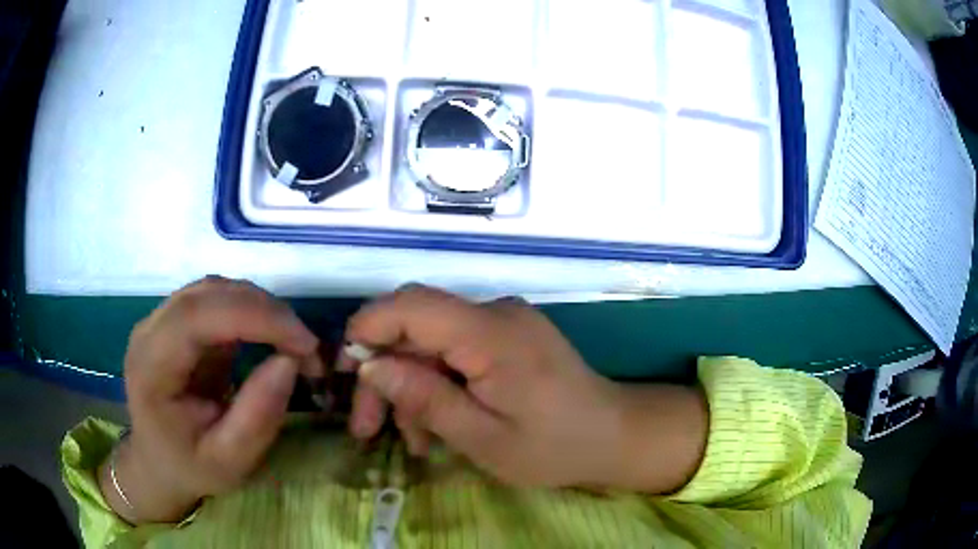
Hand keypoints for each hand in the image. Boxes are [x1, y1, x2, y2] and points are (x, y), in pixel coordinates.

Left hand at [100, 277, 323, 523]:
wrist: (158, 461)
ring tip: (290, 340)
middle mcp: (149, 331)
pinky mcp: (175, 320)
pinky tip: (266, 333)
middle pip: (207, 293)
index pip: (196, 317)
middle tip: (306, 345)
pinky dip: (248, 309)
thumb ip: (257, 418)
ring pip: (213, 289)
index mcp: (151, 368)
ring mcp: (159, 320)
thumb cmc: (190, 467)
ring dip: (259, 306)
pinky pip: (214, 298)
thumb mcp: (229, 462)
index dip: (254, 317)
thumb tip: (289, 361)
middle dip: (265, 310)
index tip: (304, 344)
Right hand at [343, 285, 707, 492]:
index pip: (412, 305)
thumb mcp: (483, 438)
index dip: (367, 329)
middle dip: (382, 372)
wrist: (614, 436)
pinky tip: (433, 425)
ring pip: (429, 342)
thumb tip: (369, 367)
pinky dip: (435, 383)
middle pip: (414, 325)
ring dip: (408, 386)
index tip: (343, 371)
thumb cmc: (555, 447)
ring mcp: (502, 322)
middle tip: (364, 426)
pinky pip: (454, 350)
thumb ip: (425, 399)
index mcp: (492, 333)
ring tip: (408, 440)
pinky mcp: (506, 336)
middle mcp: (495, 312)